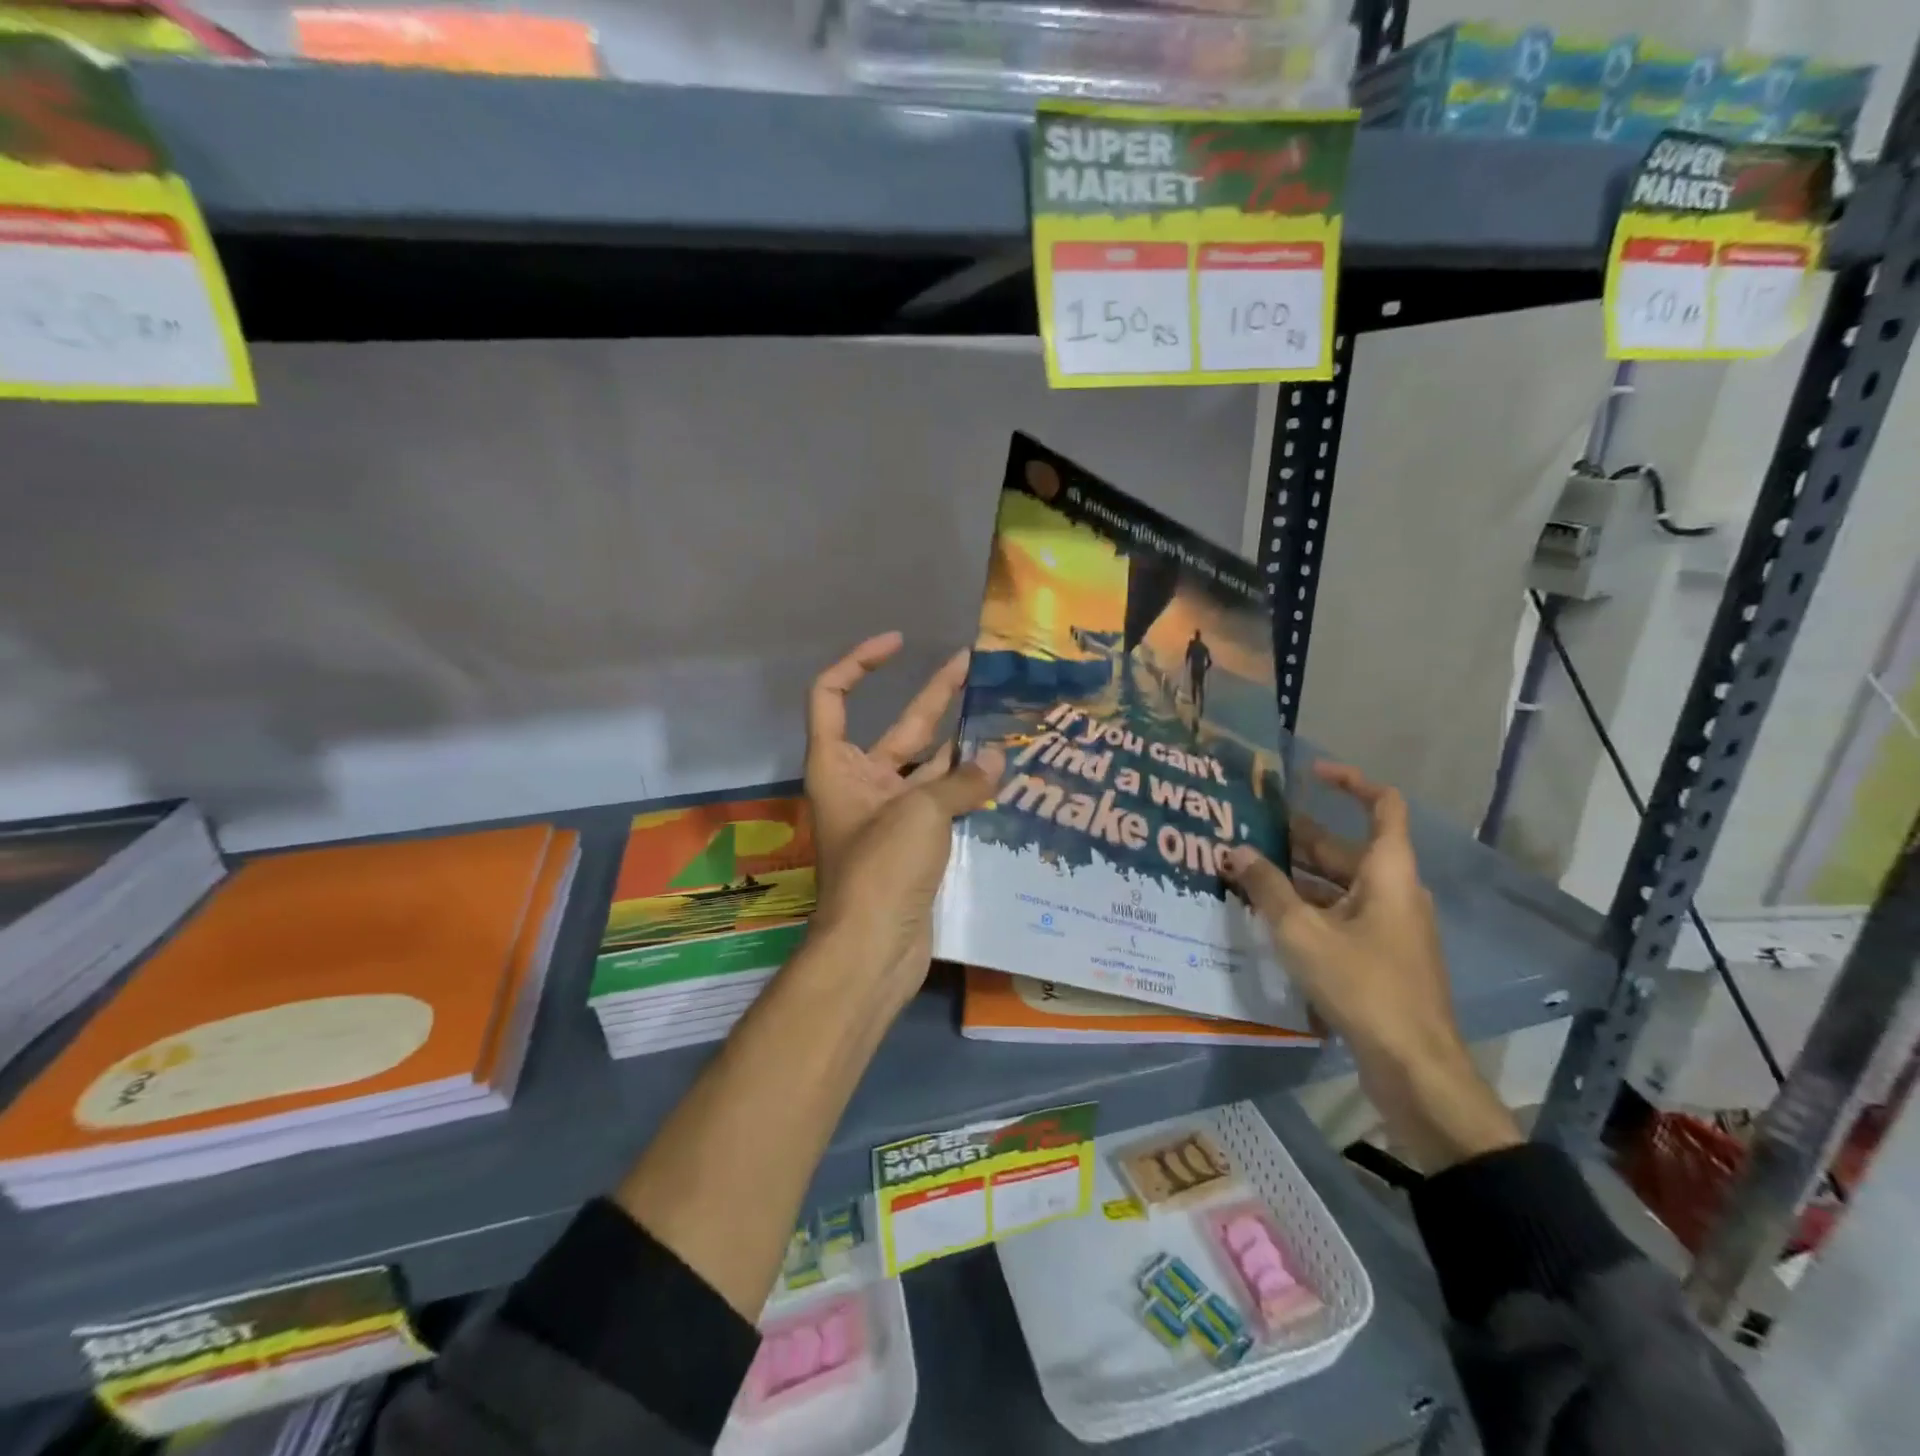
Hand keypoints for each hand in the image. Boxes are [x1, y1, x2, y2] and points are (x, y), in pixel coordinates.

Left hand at [803, 633, 1004, 1013]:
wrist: (873, 949)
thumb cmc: (880, 868)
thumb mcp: (919, 812)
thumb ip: (963, 781)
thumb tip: (1000, 758)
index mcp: (837, 765)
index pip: (832, 695)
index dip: (860, 662)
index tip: (897, 644)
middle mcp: (860, 783)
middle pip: (898, 727)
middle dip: (934, 696)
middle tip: (973, 665)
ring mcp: (889, 815)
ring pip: (928, 766)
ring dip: (961, 743)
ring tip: (1002, 714)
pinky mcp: (914, 843)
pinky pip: (943, 802)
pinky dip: (969, 787)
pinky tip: (1003, 771)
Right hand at [1222, 761, 1519, 1171]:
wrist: (1414, 1066)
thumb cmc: (1362, 985)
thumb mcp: (1302, 932)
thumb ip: (1266, 888)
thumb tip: (1235, 851)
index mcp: (1388, 874)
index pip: (1382, 807)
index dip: (1351, 783)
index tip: (1310, 773)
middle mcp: (1394, 893)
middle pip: (1345, 850)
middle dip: (1296, 838)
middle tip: (1246, 830)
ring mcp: (1389, 927)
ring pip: (1338, 886)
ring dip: (1295, 877)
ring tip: (1245, 871)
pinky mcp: (1379, 957)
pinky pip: (1339, 916)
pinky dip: (1306, 908)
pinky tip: (1267, 918)